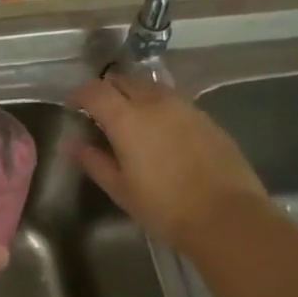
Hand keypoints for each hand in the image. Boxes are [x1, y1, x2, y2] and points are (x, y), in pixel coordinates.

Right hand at [68, 73, 267, 252]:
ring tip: (129, 118)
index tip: (72, 106)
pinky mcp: (205, 117)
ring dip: (133, 94)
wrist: (226, 216)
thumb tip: (72, 143)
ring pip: (150, 86)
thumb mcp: (120, 188)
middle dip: (106, 90)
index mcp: (127, 118)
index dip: (78, 94)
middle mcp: (154, 102)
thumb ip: (93, 161)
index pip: (94, 91)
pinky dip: (157, 105)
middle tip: (98, 111)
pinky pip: (173, 100)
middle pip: (124, 81)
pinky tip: (159, 130)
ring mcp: (184, 106)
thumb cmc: (164, 207)